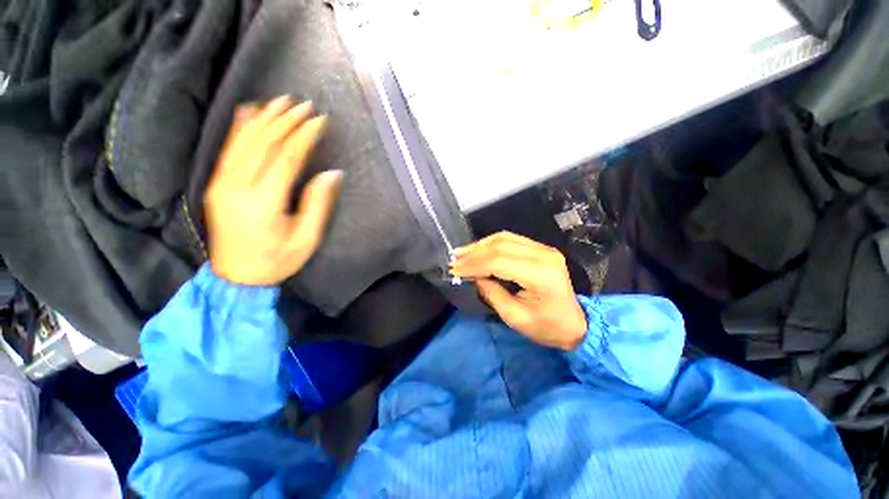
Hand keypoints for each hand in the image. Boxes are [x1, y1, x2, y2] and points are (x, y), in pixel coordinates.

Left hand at [204, 96, 343, 285]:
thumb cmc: (278, 260)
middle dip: (286, 121)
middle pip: (264, 143)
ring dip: (264, 118)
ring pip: (243, 141)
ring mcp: (222, 183)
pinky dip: (238, 126)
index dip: (305, 136)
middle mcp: (238, 186)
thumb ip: (318, 203)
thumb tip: (332, 174)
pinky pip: (226, 149)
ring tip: (281, 100)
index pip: (286, 157)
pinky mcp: (215, 184)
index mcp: (264, 201)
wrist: (236, 277)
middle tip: (305, 104)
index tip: (320, 120)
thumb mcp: (307, 238)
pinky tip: (248, 110)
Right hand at [450, 232, 586, 350]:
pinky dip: (491, 244)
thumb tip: (474, 276)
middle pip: (500, 245)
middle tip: (454, 260)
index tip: (455, 270)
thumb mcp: (515, 317)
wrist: (575, 324)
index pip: (498, 261)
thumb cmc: (547, 327)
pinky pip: (511, 240)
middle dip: (474, 253)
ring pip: (504, 238)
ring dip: (480, 245)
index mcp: (540, 274)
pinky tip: (478, 250)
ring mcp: (544, 249)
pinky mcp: (541, 249)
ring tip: (461, 253)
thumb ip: (491, 293)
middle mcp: (543, 254)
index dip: (473, 264)